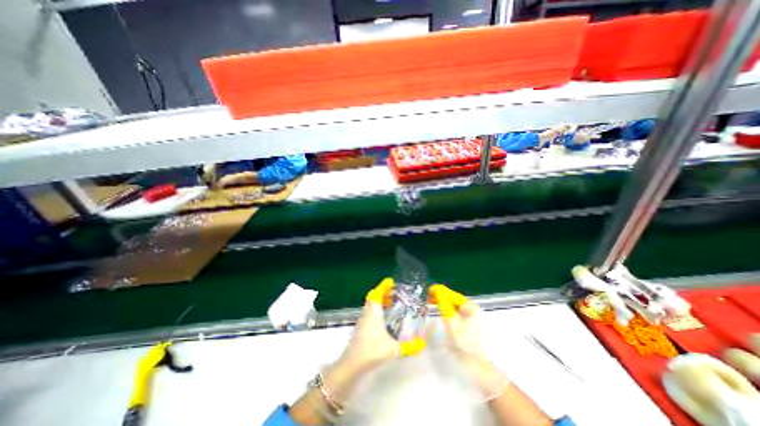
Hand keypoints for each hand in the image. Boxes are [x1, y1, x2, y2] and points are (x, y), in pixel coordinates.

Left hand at [323, 279, 399, 401]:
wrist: (352, 364)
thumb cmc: (372, 351)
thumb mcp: (393, 349)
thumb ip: (410, 346)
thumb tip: (423, 343)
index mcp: (374, 312)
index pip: (377, 293)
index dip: (383, 286)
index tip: (391, 281)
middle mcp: (367, 313)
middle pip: (373, 297)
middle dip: (383, 292)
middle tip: (394, 293)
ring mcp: (362, 320)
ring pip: (370, 305)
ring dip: (379, 301)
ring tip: (391, 304)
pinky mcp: (360, 328)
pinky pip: (369, 312)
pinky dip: (376, 310)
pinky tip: (383, 320)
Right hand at [427, 285, 509, 396]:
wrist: (473, 362)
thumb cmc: (463, 341)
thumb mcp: (451, 321)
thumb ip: (444, 305)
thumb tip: (437, 291)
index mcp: (471, 307)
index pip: (453, 295)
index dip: (440, 291)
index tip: (430, 290)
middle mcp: (472, 308)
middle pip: (453, 298)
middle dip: (441, 296)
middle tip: (428, 297)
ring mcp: (471, 315)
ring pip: (453, 304)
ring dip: (442, 302)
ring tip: (431, 301)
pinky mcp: (467, 321)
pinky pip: (454, 310)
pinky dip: (446, 308)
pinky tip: (440, 309)